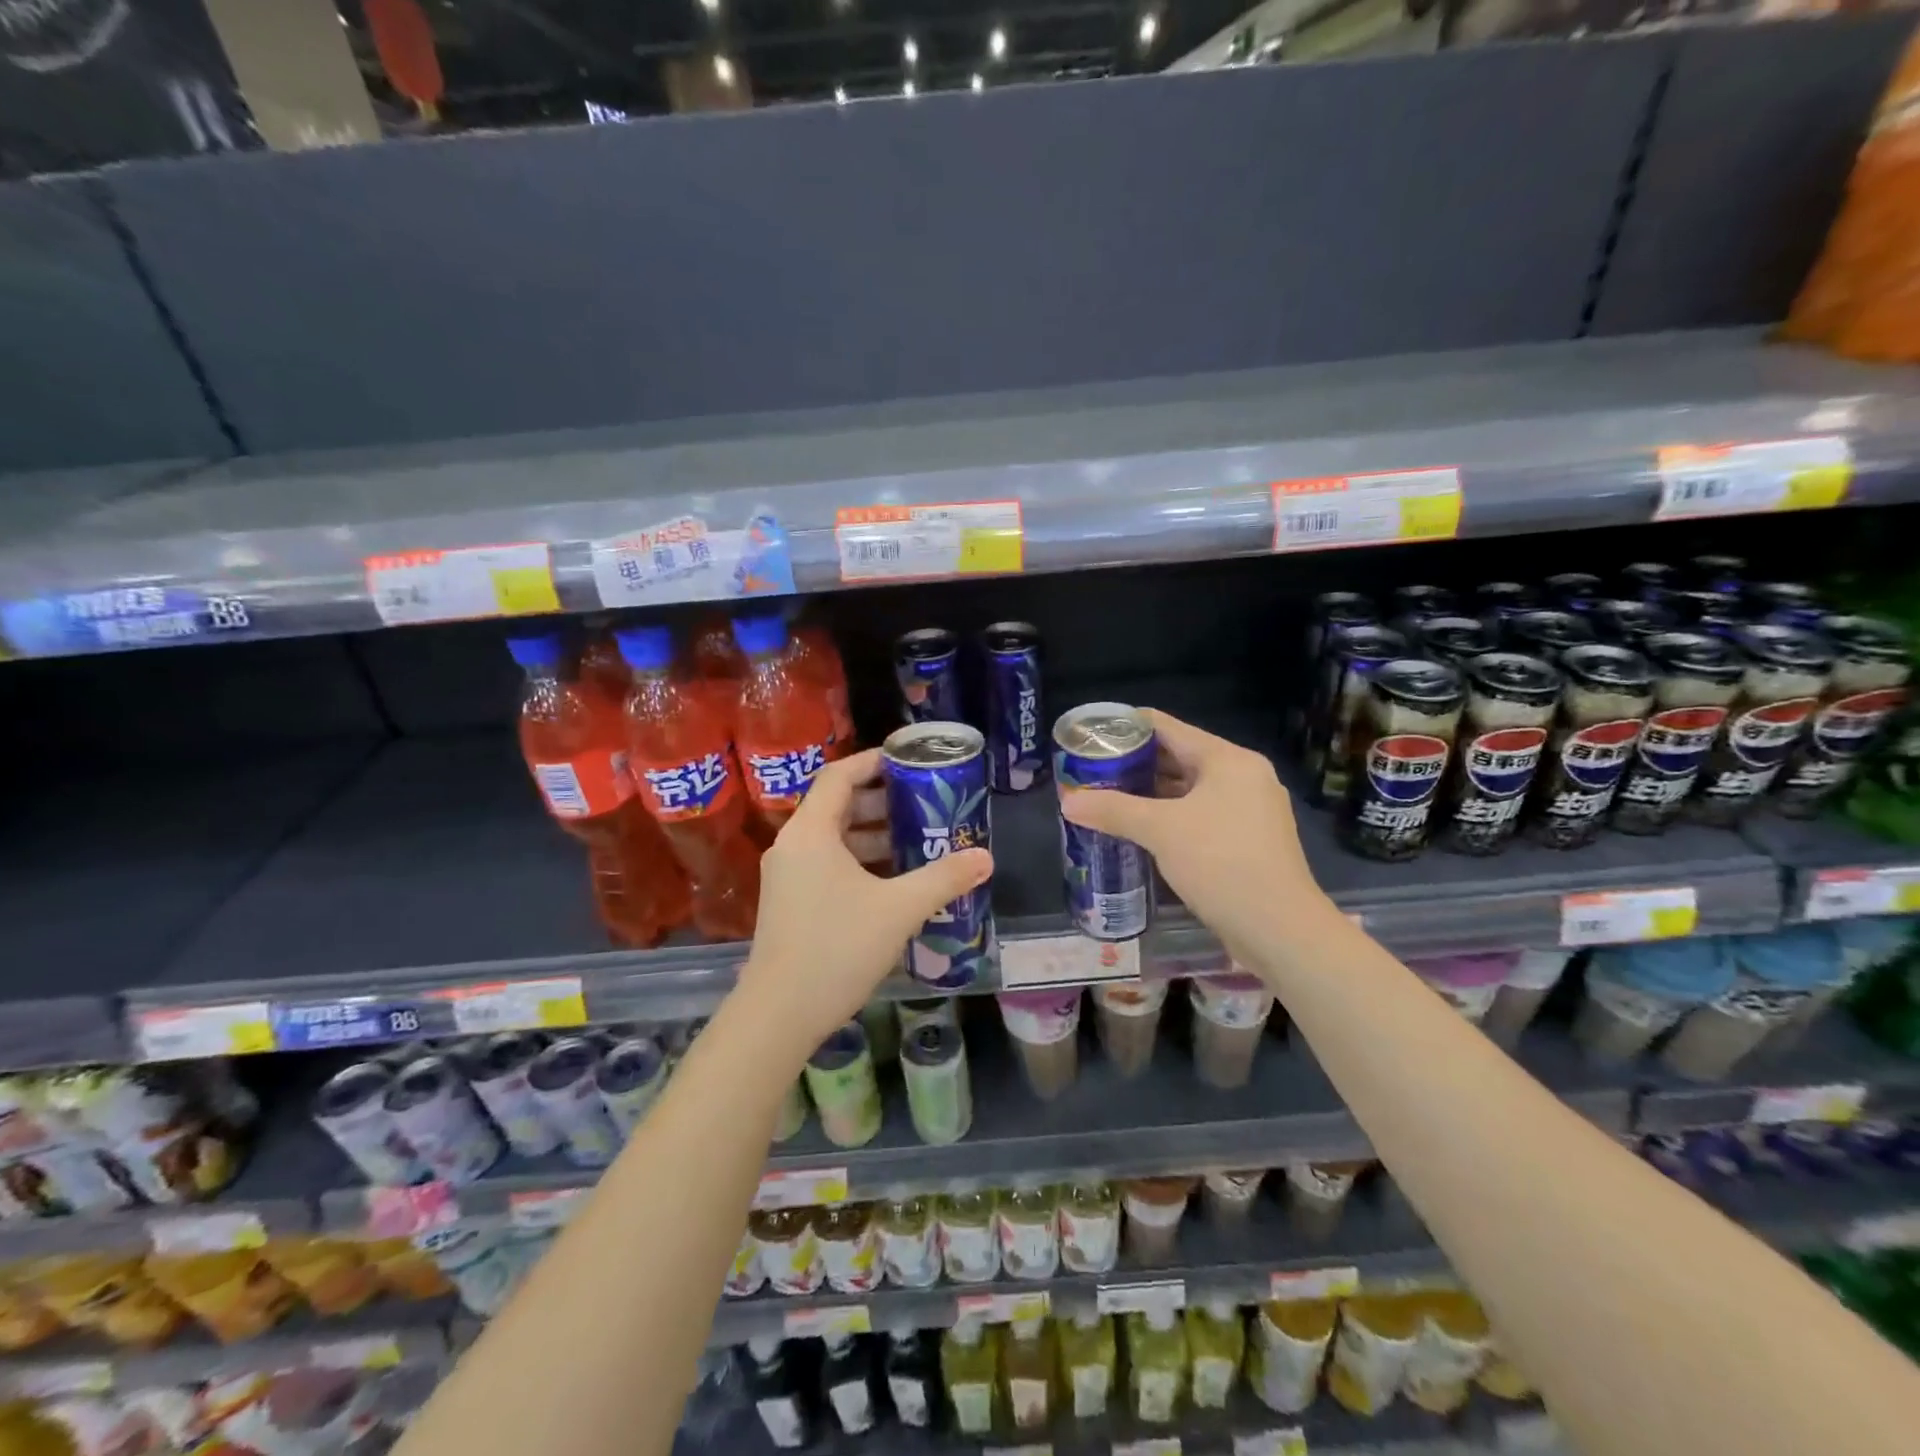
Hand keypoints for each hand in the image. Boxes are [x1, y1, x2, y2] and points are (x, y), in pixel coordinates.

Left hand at [736, 748, 992, 1061]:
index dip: (873, 761)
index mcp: (811, 832)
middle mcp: (793, 846)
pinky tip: (894, 879)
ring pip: (833, 838)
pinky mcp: (790, 902)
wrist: (779, 1015)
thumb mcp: (898, 909)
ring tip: (917, 839)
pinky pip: (827, 864)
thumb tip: (986, 857)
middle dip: (882, 800)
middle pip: (837, 805)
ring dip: (873, 834)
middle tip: (924, 802)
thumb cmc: (837, 949)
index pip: (839, 775)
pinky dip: (859, 861)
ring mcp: (788, 876)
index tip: (909, 760)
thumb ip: (943, 879)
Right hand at [1059, 709, 1330, 965]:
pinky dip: (1171, 816)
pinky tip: (1141, 828)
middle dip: (1135, 763)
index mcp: (1228, 760)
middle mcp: (1244, 776)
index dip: (1127, 726)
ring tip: (1108, 796)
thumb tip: (1067, 802)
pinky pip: (1201, 815)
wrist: (1280, 929)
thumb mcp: (1160, 831)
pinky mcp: (1249, 840)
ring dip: (1151, 793)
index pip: (1168, 727)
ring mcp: (1250, 810)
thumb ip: (1113, 810)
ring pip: (1190, 789)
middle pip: (1179, 756)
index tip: (1092, 734)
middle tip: (1093, 769)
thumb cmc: (1221, 863)